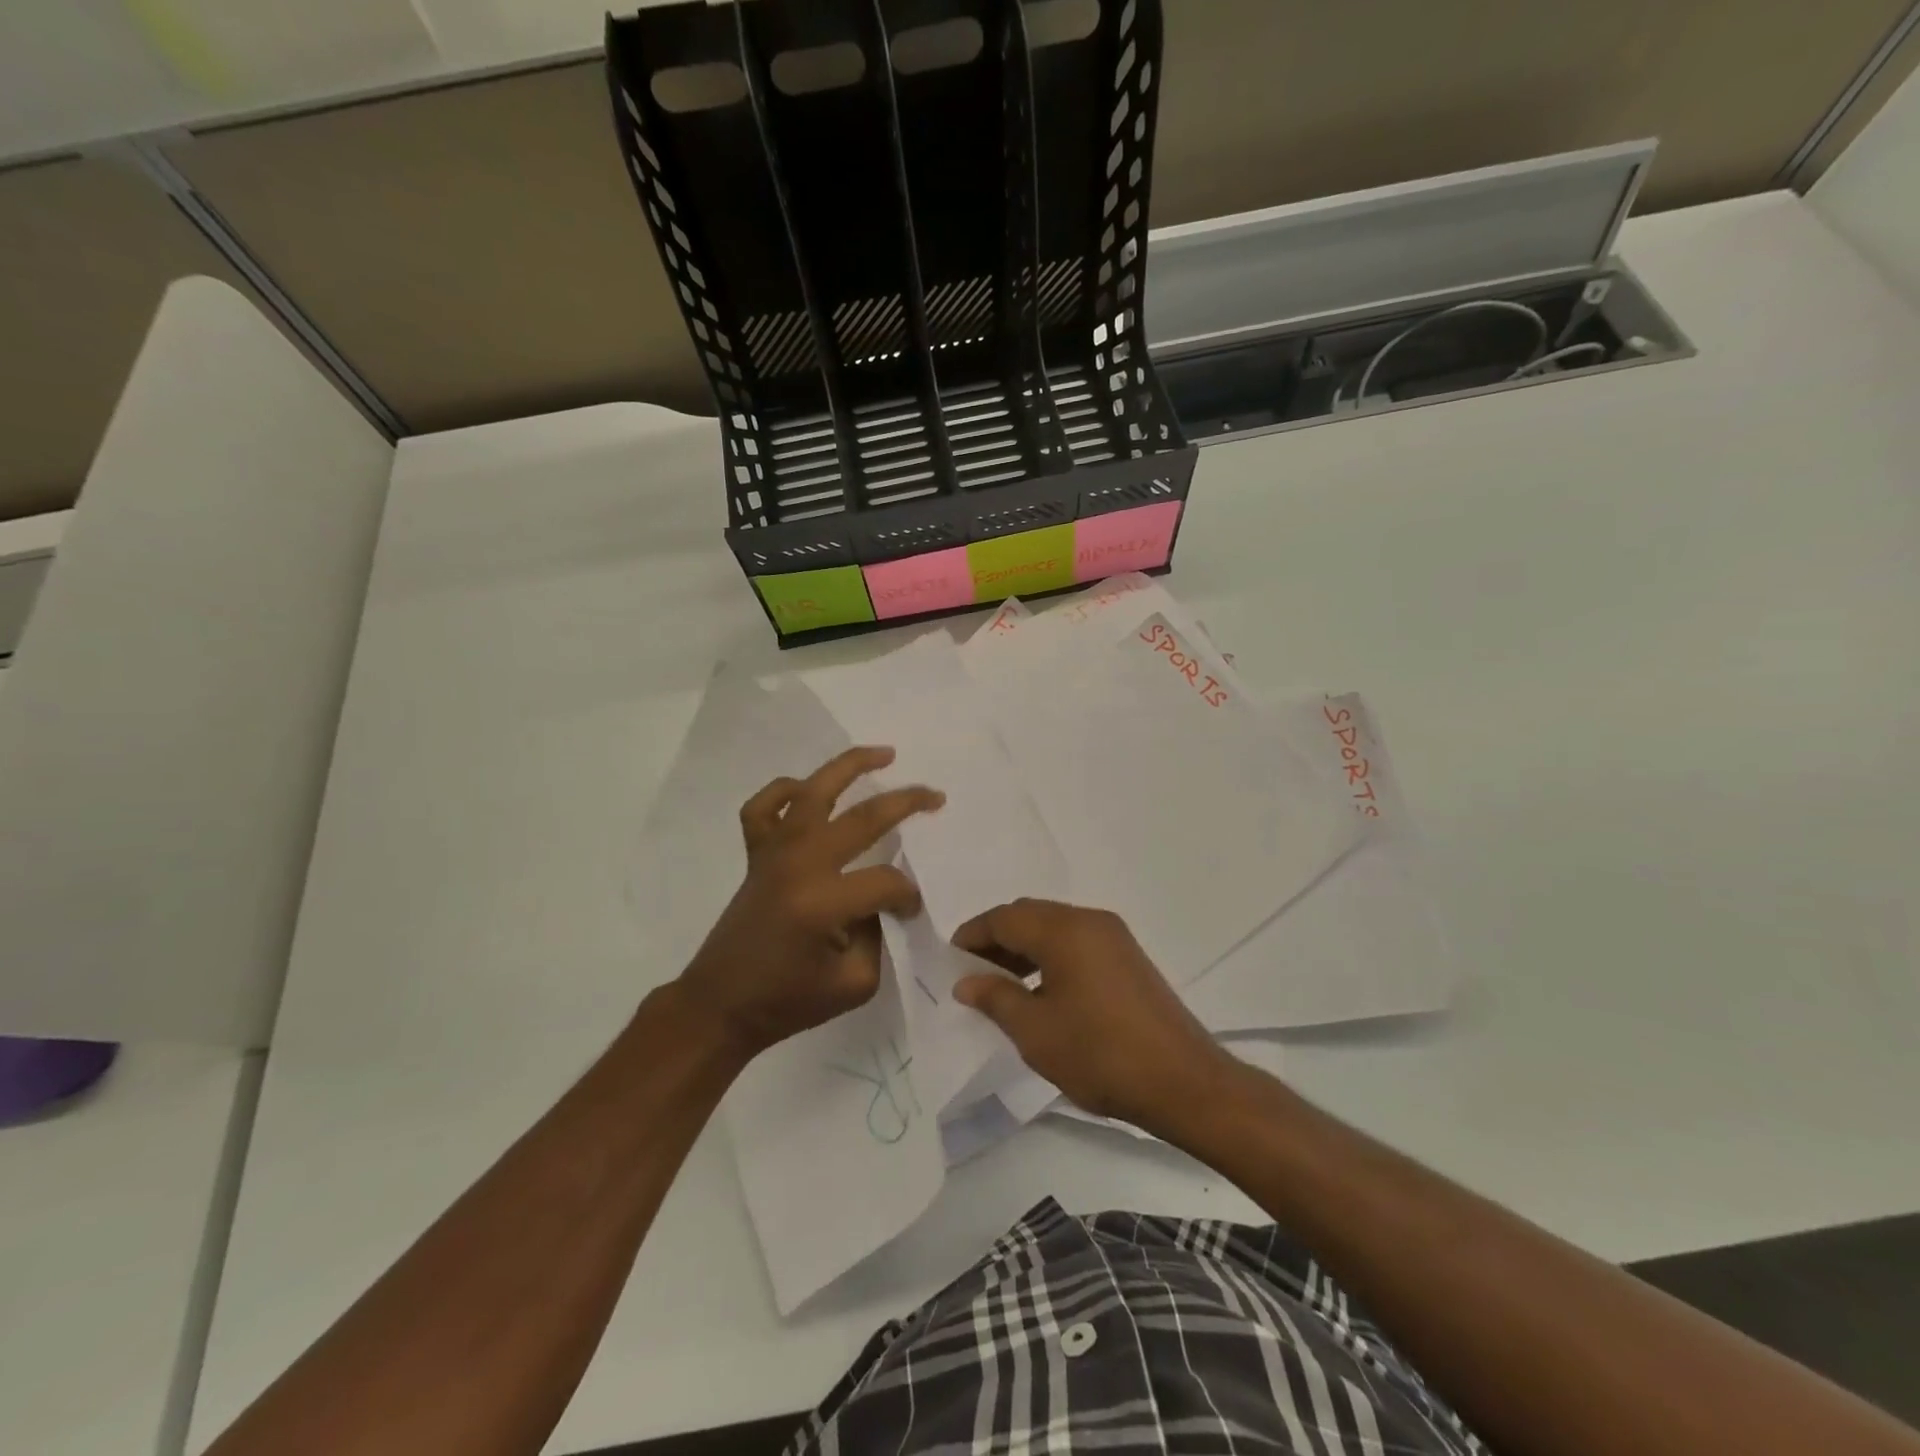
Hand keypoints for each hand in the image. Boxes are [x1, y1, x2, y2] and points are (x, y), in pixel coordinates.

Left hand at [679, 747, 942, 1060]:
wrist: (719, 1005)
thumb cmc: (787, 1002)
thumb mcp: (854, 984)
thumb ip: (878, 935)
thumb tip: (881, 901)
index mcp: (823, 903)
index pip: (886, 882)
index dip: (907, 896)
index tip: (909, 912)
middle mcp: (799, 864)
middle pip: (862, 817)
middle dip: (906, 803)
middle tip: (936, 796)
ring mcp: (773, 853)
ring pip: (814, 790)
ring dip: (851, 766)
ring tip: (884, 754)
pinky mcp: (755, 854)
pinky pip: (763, 807)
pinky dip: (784, 791)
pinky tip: (807, 790)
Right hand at [952, 899, 1235, 1134]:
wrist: (1184, 1082)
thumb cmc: (1100, 1054)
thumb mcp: (1035, 1031)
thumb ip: (996, 998)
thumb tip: (966, 981)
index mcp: (1065, 929)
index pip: (1005, 917)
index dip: (972, 935)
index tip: (950, 960)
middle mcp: (1090, 921)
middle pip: (1030, 916)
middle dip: (997, 939)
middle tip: (972, 973)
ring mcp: (1114, 938)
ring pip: (1055, 928)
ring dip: (1024, 948)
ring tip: (1001, 985)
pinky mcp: (1129, 958)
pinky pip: (1077, 943)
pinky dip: (1050, 957)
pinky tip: (1041, 991)